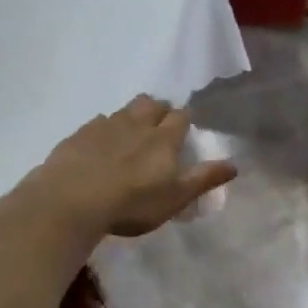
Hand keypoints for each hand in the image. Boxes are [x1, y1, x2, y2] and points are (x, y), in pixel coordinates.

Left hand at [30, 95, 236, 237]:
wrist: (72, 200)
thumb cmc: (132, 203)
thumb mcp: (176, 198)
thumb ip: (204, 179)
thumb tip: (235, 164)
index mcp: (163, 139)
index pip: (180, 117)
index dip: (184, 120)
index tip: (184, 129)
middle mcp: (137, 124)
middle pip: (152, 104)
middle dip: (159, 110)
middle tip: (159, 127)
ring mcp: (105, 126)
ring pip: (125, 110)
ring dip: (133, 116)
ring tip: (132, 133)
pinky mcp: (79, 135)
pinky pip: (97, 122)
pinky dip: (105, 128)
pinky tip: (101, 144)